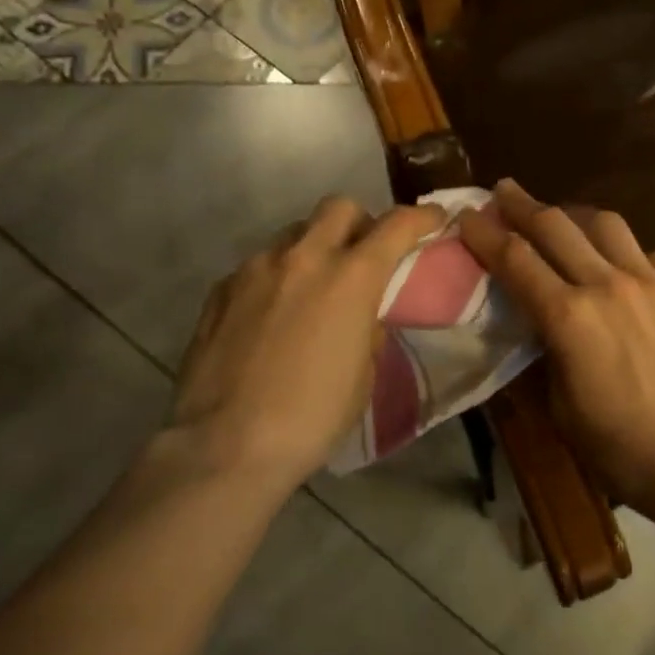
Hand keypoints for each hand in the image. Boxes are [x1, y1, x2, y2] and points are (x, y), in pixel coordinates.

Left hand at [172, 196, 444, 491]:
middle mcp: (303, 257)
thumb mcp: (363, 376)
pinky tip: (271, 315)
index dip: (421, 218)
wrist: (223, 448)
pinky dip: (276, 277)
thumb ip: (368, 329)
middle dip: (359, 223)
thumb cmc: (311, 418)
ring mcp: (256, 269)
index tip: (434, 219)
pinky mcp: (220, 289)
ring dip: (313, 249)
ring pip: (294, 233)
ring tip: (311, 288)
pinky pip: (259, 265)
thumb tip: (360, 316)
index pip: (397, 225)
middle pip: (339, 207)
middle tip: (362, 255)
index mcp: (351, 277)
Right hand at [457, 179, 654, 514]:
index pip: (515, 260)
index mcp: (568, 316)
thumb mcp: (562, 410)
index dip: (486, 233)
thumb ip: (548, 356)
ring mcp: (652, 283)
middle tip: (505, 191)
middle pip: (556, 227)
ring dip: (577, 216)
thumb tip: (543, 329)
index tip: (467, 214)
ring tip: (566, 219)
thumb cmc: (623, 448)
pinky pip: (653, 255)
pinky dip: (630, 253)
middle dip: (523, 205)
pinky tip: (628, 266)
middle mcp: (607, 285)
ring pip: (608, 226)